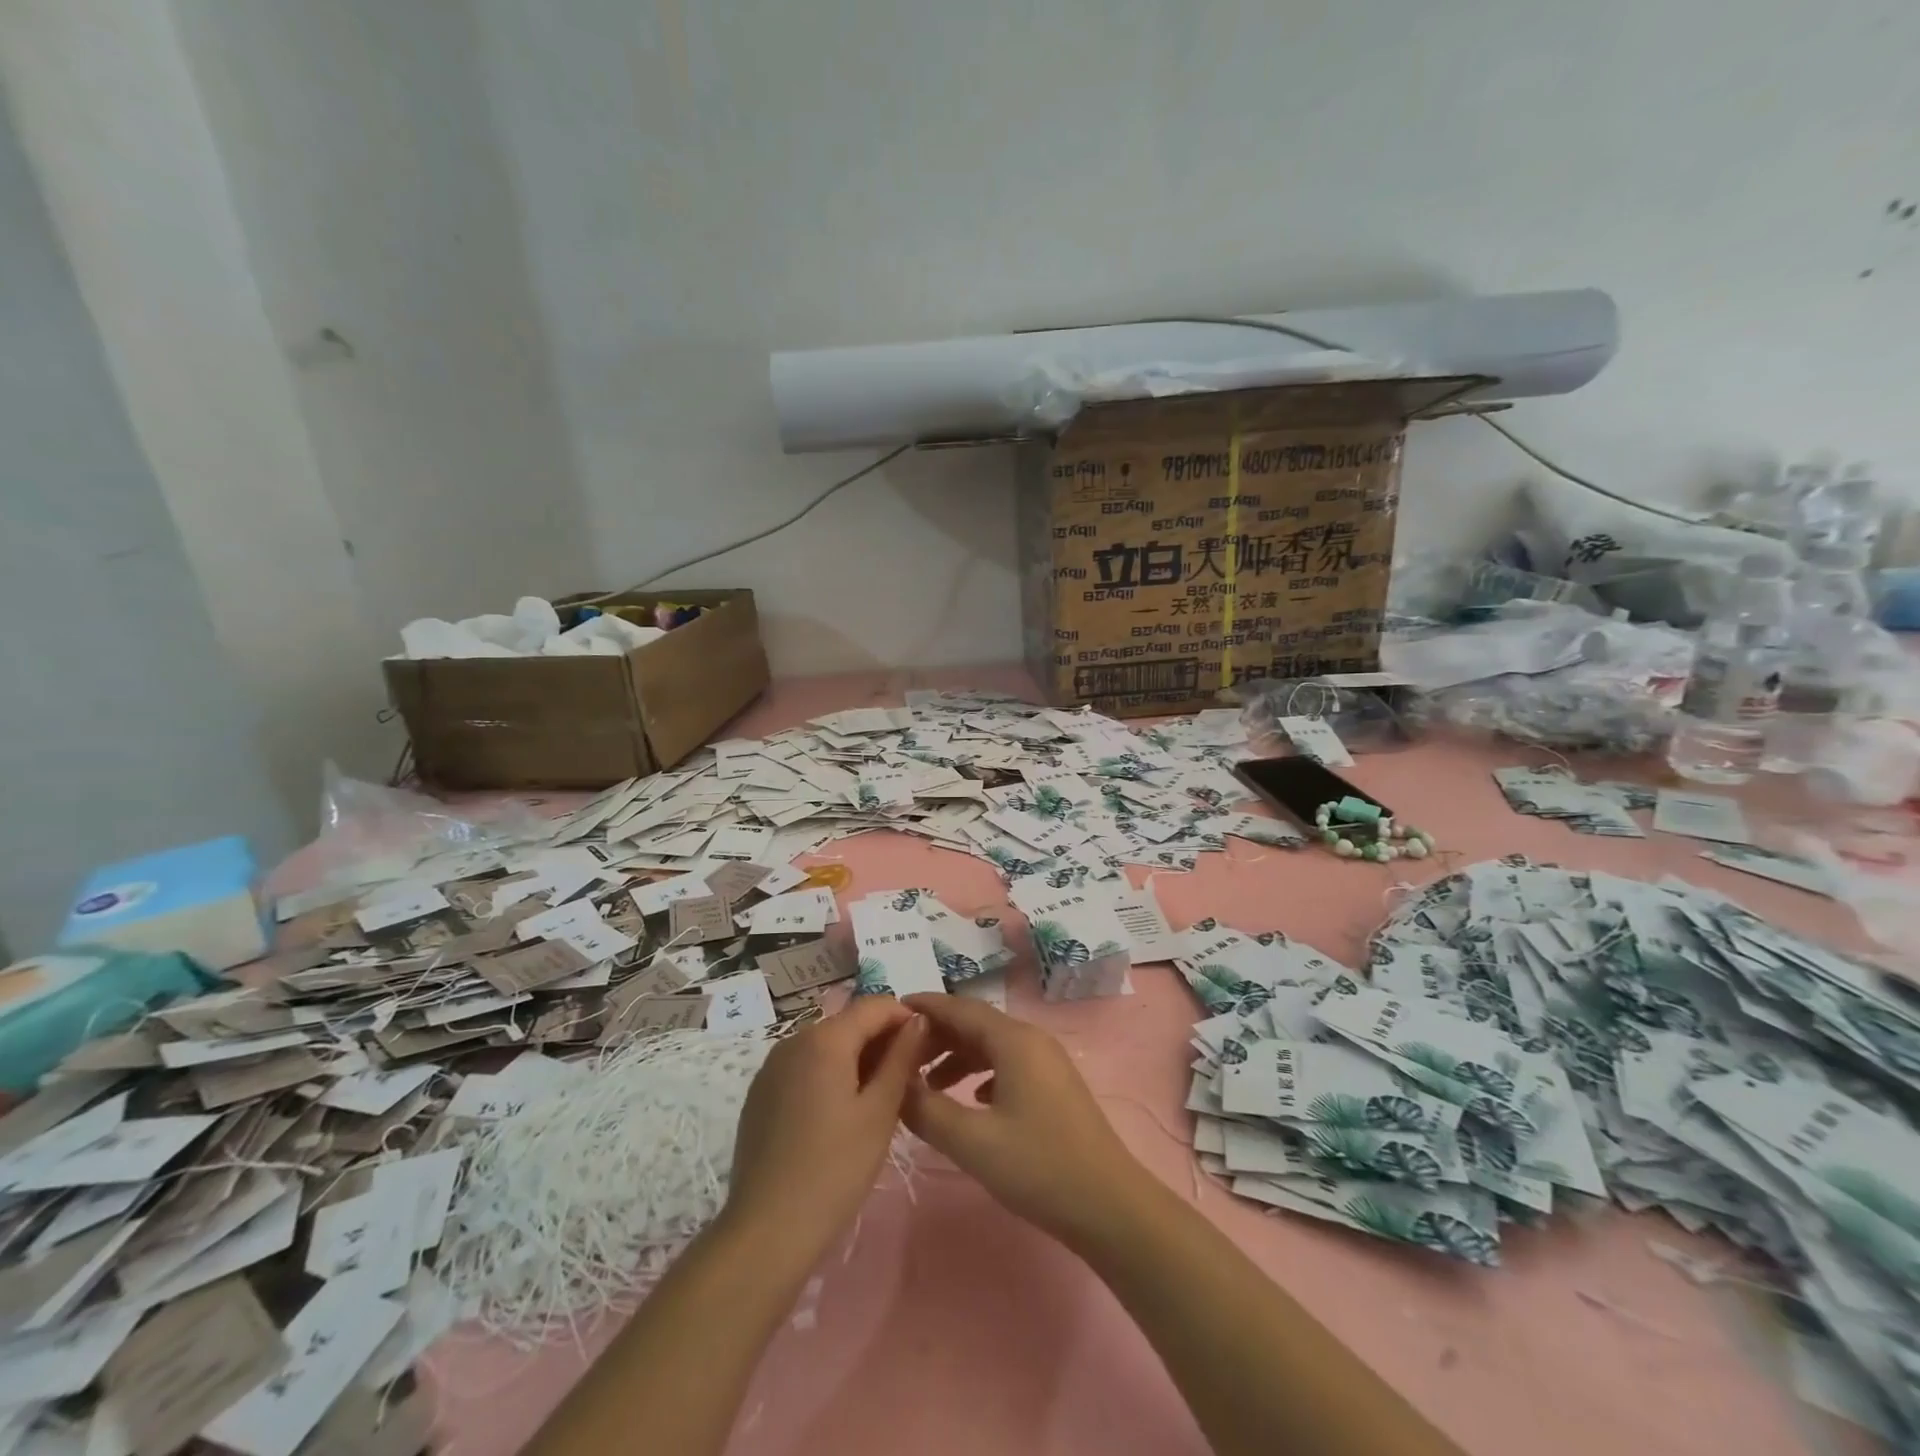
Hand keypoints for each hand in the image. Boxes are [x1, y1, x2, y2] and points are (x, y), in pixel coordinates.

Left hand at [724, 996, 925, 1258]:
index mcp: (825, 1039)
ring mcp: (772, 1066)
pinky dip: (829, 1075)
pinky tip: (839, 1116)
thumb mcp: (879, 1112)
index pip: (875, 1005)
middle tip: (907, 1080)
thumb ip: (901, 1058)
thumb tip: (918, 1020)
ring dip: (856, 1059)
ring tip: (877, 1100)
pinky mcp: (760, 1093)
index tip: (926, 1049)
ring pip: (826, 1045)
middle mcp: (794, 1040)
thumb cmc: (835, 1170)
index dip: (905, 1019)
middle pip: (849, 1023)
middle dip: (881, 1041)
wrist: (767, 1232)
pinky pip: (804, 1067)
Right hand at [901, 993, 1149, 1247]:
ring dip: (957, 1057)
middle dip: (936, 1036)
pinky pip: (1007, 1064)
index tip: (889, 1012)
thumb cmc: (1039, 1167)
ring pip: (991, 1045)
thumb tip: (896, 1084)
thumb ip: (927, 1110)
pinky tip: (970, 1099)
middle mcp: (1031, 1039)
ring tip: (926, 1085)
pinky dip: (980, 1073)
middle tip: (900, 1057)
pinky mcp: (1054, 1086)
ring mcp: (1047, 1062)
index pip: (959, 1007)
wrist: (1110, 1207)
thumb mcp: (972, 1142)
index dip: (924, 1008)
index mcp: (1014, 1040)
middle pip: (975, 1023)